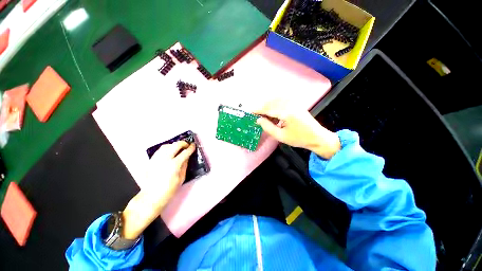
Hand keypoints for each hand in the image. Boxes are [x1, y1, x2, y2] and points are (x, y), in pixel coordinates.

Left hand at [122, 141, 195, 238]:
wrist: (151, 196)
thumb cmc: (169, 189)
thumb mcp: (181, 178)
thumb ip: (185, 165)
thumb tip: (187, 157)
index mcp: (174, 165)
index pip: (185, 152)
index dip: (191, 148)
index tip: (193, 145)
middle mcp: (165, 159)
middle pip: (175, 145)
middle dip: (183, 143)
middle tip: (187, 145)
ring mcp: (156, 159)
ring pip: (166, 146)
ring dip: (174, 145)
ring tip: (178, 148)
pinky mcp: (151, 161)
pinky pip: (159, 150)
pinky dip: (166, 149)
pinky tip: (169, 152)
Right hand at [253, 100, 340, 159]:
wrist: (317, 137)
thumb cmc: (299, 139)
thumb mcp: (281, 136)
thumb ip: (268, 127)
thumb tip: (258, 120)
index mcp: (286, 113)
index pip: (267, 109)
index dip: (257, 110)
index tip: (249, 111)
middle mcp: (290, 104)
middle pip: (271, 102)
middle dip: (261, 106)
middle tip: (254, 113)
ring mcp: (294, 103)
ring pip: (276, 100)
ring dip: (267, 105)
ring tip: (262, 114)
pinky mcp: (296, 104)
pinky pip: (281, 101)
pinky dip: (274, 105)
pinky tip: (272, 112)